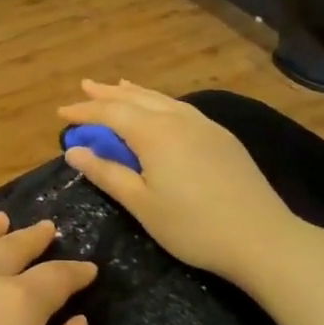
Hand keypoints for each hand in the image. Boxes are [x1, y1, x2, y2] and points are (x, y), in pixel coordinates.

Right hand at [58, 79, 306, 284]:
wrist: (261, 238)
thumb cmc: (192, 226)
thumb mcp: (141, 204)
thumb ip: (107, 173)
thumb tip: (73, 150)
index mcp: (155, 134)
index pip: (111, 113)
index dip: (84, 112)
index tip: (62, 114)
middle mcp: (178, 119)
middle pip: (136, 99)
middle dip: (108, 94)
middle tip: (85, 86)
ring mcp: (205, 126)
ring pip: (162, 100)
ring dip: (135, 93)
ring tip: (119, 86)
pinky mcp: (222, 138)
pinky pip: (181, 108)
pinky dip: (160, 102)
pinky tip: (160, 109)